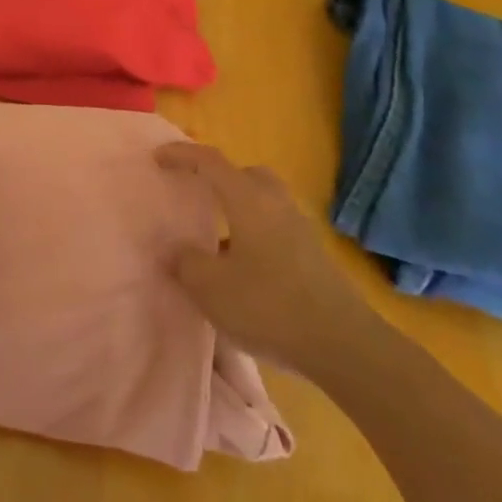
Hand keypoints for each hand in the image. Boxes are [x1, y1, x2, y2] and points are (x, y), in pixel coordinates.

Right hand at [156, 143, 377, 373]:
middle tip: (197, 192)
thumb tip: (177, 251)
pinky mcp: (313, 257)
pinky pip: (275, 229)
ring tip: (215, 240)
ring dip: (238, 210)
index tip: (157, 158)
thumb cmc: (269, 306)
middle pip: (246, 174)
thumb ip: (186, 262)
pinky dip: (253, 235)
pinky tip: (242, 270)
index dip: (181, 155)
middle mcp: (276, 204)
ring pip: (264, 202)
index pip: (210, 162)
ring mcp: (299, 230)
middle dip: (219, 177)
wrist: (344, 346)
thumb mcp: (211, 288)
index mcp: (248, 200)